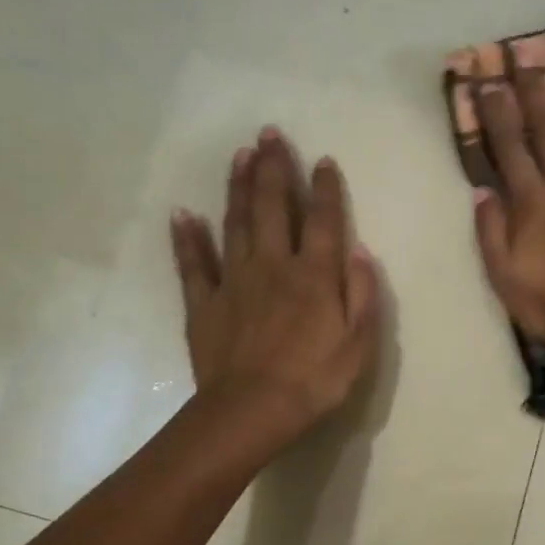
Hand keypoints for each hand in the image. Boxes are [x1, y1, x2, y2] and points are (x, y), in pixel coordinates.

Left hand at [171, 129, 380, 449]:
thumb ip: (362, 294)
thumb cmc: (315, 380)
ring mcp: (234, 281)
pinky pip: (193, 264)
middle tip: (269, 134)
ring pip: (235, 223)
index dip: (324, 189)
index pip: (322, 221)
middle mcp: (273, 265)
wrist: (253, 410)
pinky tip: (182, 213)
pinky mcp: (204, 303)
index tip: (323, 160)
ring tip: (240, 155)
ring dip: (238, 187)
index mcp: (314, 275)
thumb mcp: (359, 343)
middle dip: (273, 168)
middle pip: (272, 207)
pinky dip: (187, 238)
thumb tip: (360, 251)